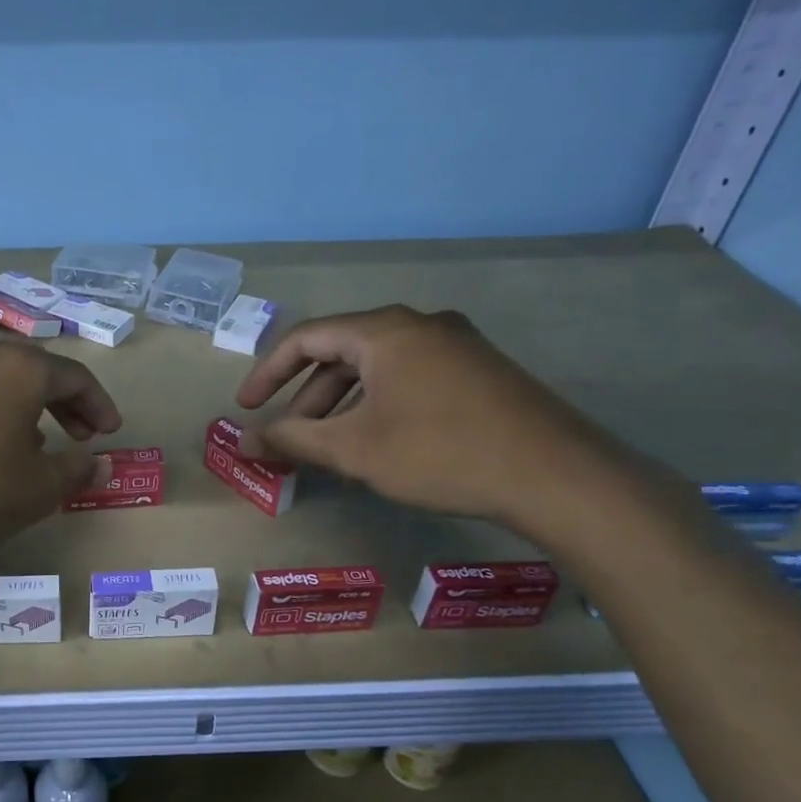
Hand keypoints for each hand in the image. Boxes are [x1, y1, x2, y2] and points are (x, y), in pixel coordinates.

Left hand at [0, 339, 122, 575]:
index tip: (110, 432)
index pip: (74, 376)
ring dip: (23, 408)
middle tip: (80, 436)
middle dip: (63, 402)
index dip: (99, 404)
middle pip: (33, 371)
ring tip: (33, 446)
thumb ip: (77, 470)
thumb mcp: (39, 489)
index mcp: (18, 369)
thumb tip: (101, 463)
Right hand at [234, 305, 627, 528]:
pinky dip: (378, 407)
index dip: (267, 373)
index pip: (306, 338)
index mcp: (385, 331)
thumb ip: (293, 440)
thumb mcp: (354, 449)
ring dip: (342, 406)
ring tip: (327, 449)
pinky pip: (409, 380)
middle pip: (342, 353)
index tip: (246, 408)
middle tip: (287, 437)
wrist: (556, 476)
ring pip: (377, 370)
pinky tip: (377, 446)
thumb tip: (245, 442)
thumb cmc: (439, 452)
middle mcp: (420, 325)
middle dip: (306, 397)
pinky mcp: (480, 372)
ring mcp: (457, 346)